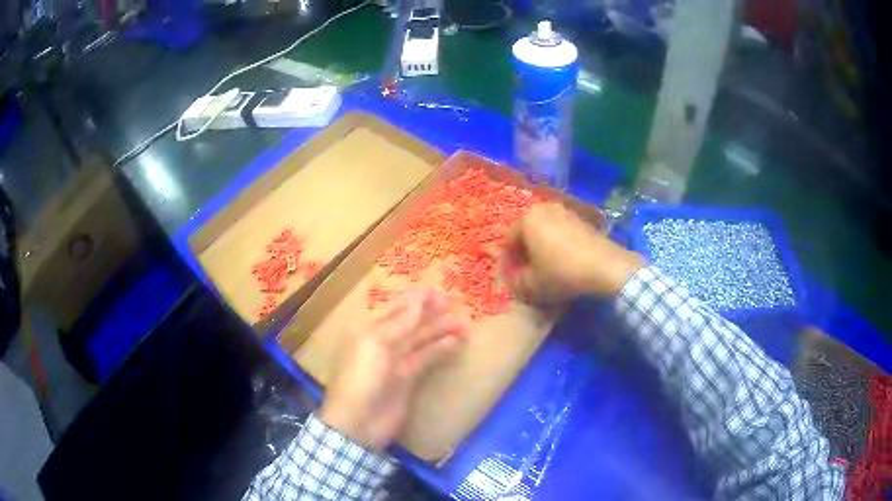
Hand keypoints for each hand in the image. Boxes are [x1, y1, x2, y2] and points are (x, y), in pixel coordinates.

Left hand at [319, 288, 468, 450]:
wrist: (358, 423)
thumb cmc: (361, 378)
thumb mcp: (375, 345)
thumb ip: (399, 322)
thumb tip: (419, 297)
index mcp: (372, 330)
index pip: (399, 308)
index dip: (419, 298)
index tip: (442, 291)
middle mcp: (385, 342)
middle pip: (413, 323)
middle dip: (434, 313)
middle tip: (459, 304)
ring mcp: (397, 362)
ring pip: (422, 340)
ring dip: (441, 330)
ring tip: (464, 323)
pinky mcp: (408, 380)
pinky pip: (426, 359)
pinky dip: (440, 350)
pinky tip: (455, 342)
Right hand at [504, 203, 644, 302]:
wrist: (605, 266)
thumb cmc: (562, 272)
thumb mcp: (533, 284)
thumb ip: (517, 282)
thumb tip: (514, 280)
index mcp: (527, 219)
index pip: (509, 240)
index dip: (508, 261)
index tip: (511, 277)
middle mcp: (544, 208)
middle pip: (527, 232)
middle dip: (525, 251)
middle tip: (527, 271)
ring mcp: (565, 211)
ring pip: (545, 230)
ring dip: (542, 246)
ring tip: (545, 266)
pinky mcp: (582, 219)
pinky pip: (562, 231)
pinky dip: (558, 244)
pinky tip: (563, 261)